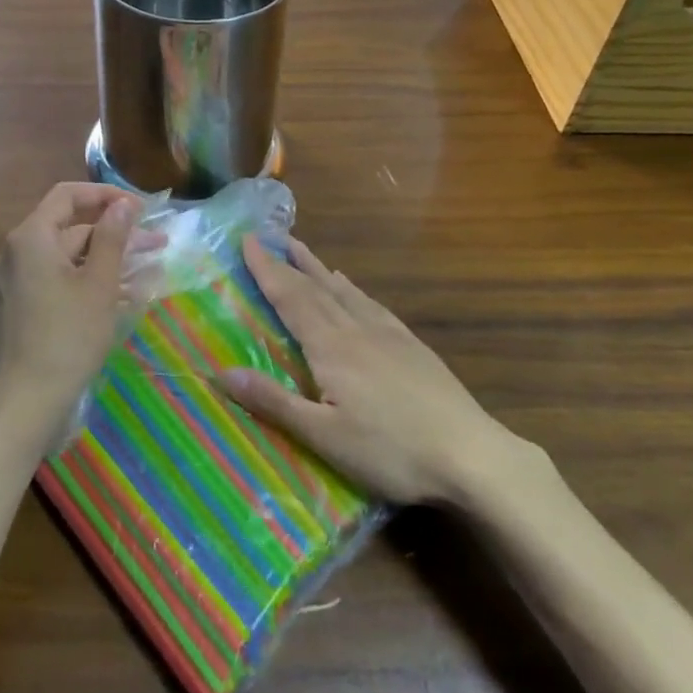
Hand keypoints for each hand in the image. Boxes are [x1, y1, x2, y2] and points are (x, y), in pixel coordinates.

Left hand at [0, 183, 140, 449]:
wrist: (25, 402)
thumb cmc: (68, 337)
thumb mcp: (99, 284)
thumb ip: (113, 237)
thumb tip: (123, 204)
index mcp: (31, 237)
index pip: (68, 195)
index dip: (106, 196)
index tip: (141, 209)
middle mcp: (16, 251)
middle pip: (70, 228)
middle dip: (115, 235)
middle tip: (157, 245)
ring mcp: (14, 281)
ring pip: (67, 258)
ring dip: (106, 261)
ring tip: (148, 272)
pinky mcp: (19, 306)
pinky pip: (56, 281)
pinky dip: (87, 282)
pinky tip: (121, 296)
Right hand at [219, 237, 551, 507]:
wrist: (471, 455)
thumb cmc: (391, 450)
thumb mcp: (324, 435)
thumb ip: (273, 402)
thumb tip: (221, 372)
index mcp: (331, 347)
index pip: (291, 298)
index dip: (267, 270)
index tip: (248, 241)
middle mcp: (356, 329)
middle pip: (315, 288)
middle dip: (288, 263)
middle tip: (269, 237)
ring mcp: (388, 334)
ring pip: (344, 291)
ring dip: (318, 268)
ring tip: (302, 249)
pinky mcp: (411, 346)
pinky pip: (372, 304)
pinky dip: (352, 289)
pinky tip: (352, 289)